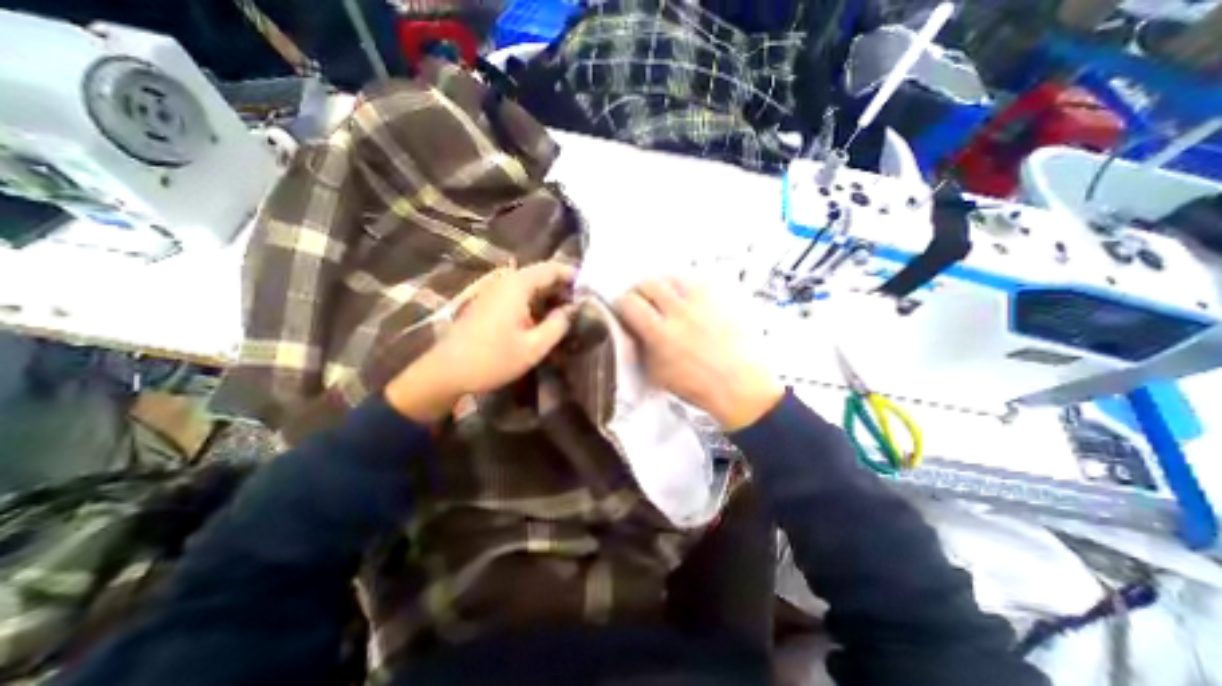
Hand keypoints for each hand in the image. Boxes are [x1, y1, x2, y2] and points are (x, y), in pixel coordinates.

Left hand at [387, 263, 577, 422]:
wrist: (446, 372)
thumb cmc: (493, 359)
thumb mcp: (534, 347)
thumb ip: (557, 325)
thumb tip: (572, 309)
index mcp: (517, 286)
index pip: (551, 268)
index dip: (572, 276)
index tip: (590, 289)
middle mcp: (505, 281)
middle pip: (540, 274)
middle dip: (562, 287)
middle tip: (582, 304)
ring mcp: (494, 291)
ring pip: (529, 285)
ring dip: (549, 295)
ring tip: (567, 312)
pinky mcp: (489, 303)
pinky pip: (518, 294)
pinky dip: (535, 302)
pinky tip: (543, 319)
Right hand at [621, 276, 782, 427]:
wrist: (739, 386)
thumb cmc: (698, 386)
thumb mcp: (657, 373)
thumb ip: (642, 347)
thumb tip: (635, 330)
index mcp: (660, 333)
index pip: (630, 303)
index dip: (622, 304)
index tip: (624, 309)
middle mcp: (680, 312)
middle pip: (650, 283)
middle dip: (640, 290)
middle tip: (641, 300)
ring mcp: (703, 303)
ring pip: (673, 277)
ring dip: (663, 285)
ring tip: (664, 297)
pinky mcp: (721, 300)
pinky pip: (698, 282)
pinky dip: (686, 288)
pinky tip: (687, 300)